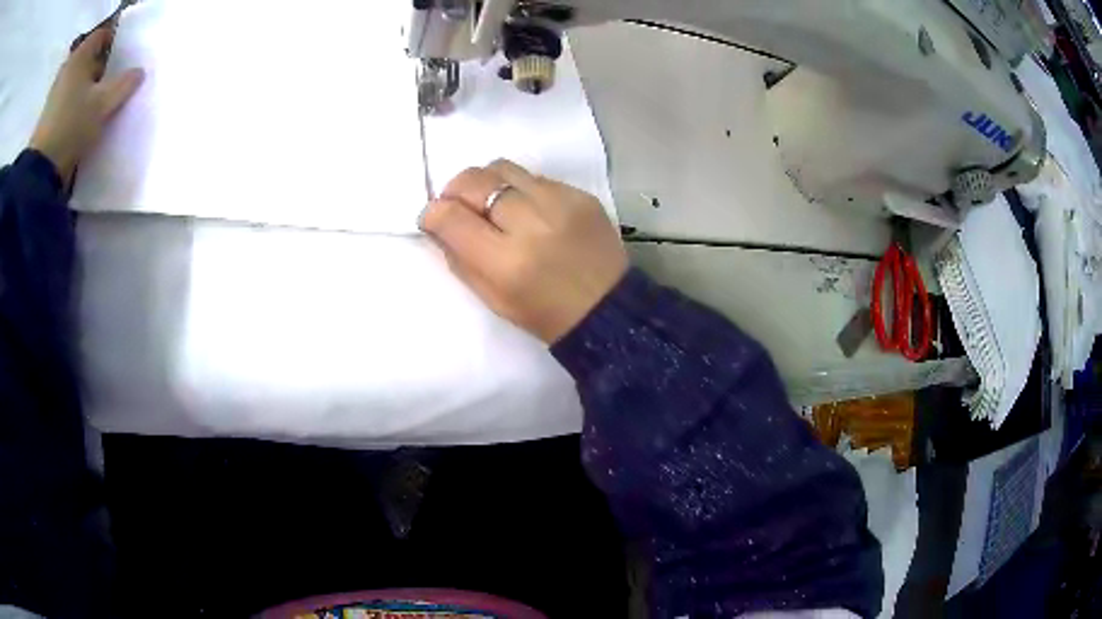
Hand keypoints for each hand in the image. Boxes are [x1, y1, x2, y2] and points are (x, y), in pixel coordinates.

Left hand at [29, 27, 143, 185]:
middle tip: (110, 83)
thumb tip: (138, 72)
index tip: (122, 58)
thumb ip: (124, 84)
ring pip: (76, 81)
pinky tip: (79, 119)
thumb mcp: (104, 104)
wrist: (40, 173)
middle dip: (99, 68)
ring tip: (95, 104)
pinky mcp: (47, 117)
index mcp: (80, 54)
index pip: (103, 34)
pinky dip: (73, 105)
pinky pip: (65, 101)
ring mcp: (54, 93)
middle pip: (88, 59)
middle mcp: (67, 68)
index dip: (115, 42)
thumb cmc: (72, 126)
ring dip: (85, 89)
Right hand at [420, 160, 627, 343]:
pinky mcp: (581, 194)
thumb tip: (438, 223)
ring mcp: (560, 203)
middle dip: (454, 190)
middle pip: (475, 181)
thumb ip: (459, 258)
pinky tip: (526, 209)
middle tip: (456, 204)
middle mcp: (532, 223)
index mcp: (506, 262)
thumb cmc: (544, 315)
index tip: (431, 218)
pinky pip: (535, 177)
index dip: (432, 213)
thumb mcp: (492, 299)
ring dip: (486, 182)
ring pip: (503, 167)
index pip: (452, 217)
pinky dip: (519, 188)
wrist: (607, 310)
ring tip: (490, 202)